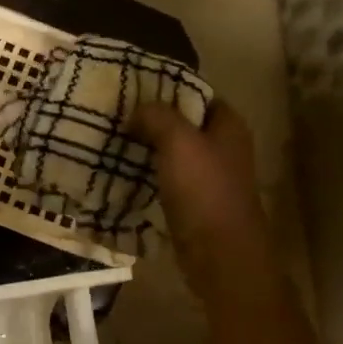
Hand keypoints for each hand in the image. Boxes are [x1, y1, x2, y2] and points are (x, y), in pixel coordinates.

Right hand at [133, 99, 275, 303]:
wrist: (219, 255)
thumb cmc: (204, 190)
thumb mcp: (178, 141)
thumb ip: (157, 116)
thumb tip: (137, 110)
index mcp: (229, 126)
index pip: (198, 94)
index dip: (169, 88)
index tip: (134, 88)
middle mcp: (223, 147)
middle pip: (184, 123)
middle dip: (153, 119)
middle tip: (117, 113)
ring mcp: (210, 177)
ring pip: (173, 152)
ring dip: (147, 146)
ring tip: (113, 139)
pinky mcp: (195, 202)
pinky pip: (167, 178)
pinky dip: (148, 173)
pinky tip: (122, 171)